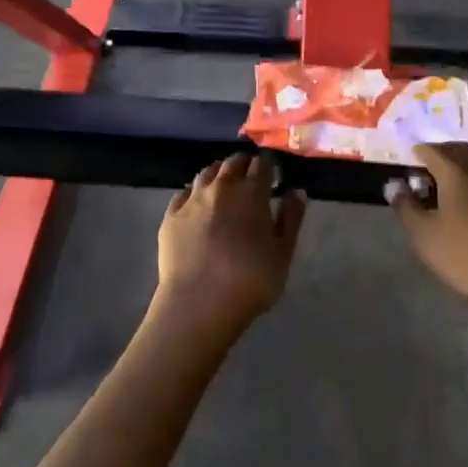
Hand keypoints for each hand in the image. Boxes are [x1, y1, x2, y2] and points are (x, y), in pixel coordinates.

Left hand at [155, 154, 305, 339]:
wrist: (199, 303)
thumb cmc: (250, 281)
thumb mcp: (282, 254)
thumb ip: (291, 219)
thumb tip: (296, 192)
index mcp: (251, 192)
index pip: (261, 164)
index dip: (268, 166)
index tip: (273, 173)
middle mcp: (221, 187)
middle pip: (233, 163)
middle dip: (244, 165)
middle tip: (250, 175)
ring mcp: (192, 199)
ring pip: (206, 173)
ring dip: (218, 173)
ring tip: (223, 184)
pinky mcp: (171, 215)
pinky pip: (183, 193)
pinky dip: (193, 192)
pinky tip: (196, 203)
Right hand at [391, 143, 467, 323]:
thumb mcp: (425, 236)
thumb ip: (406, 207)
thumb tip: (393, 184)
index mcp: (455, 171)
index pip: (432, 150)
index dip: (418, 152)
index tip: (410, 159)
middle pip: (460, 151)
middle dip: (443, 154)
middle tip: (430, 168)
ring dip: (466, 169)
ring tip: (454, 187)